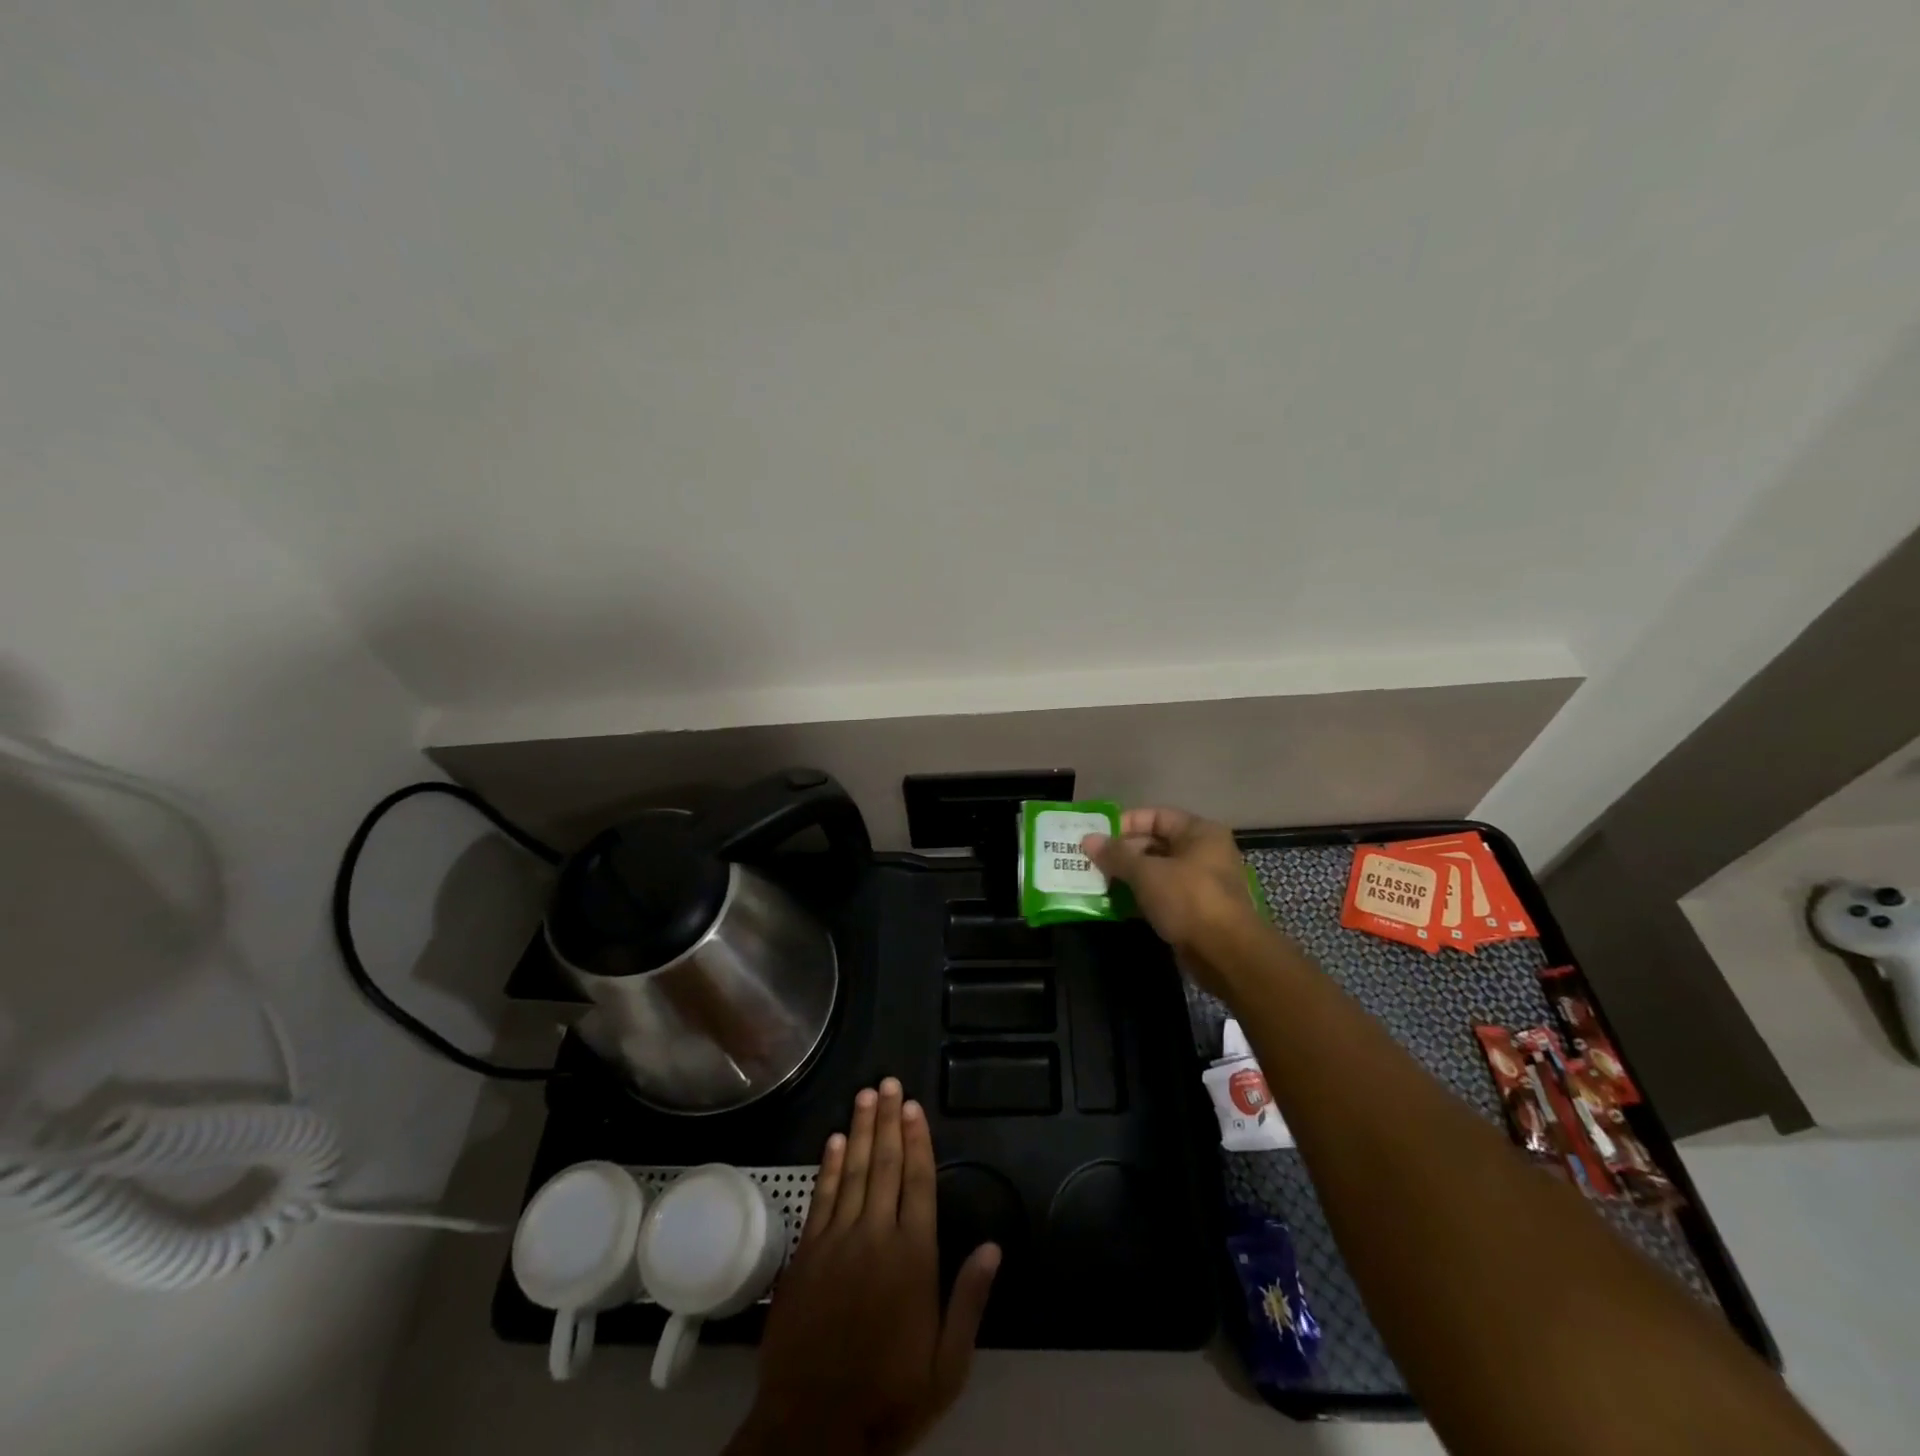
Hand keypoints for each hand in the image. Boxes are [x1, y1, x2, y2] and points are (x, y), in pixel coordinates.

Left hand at [728, 1079, 1000, 1455]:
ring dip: (860, 1130)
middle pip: (884, 1165)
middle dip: (888, 1120)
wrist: (813, 1429)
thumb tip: (994, 1246)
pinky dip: (828, 1166)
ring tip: (867, 1095)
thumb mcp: (946, 1365)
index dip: (917, 1141)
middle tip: (890, 1082)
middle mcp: (875, 1236)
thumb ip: (969, 1300)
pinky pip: (821, 1198)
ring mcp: (836, 1242)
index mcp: (913, 1257)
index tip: (914, 1106)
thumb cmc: (889, 1396)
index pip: (918, 1182)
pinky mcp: (806, 1255)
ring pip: (852, 1171)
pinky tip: (834, 1140)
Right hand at [1083, 807, 1267, 997]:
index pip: (1156, 816)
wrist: (1226, 954)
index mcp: (1199, 833)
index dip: (1126, 823)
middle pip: (1155, 843)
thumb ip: (1116, 854)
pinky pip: (1162, 895)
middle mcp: (1203, 853)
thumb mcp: (1147, 873)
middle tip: (1091, 861)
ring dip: (1128, 877)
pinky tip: (1115, 904)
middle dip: (1122, 853)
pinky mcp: (1195, 911)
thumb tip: (1088, 839)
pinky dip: (1140, 897)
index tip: (1098, 837)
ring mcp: (1201, 883)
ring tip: (1097, 882)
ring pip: (1157, 871)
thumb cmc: (1188, 899)